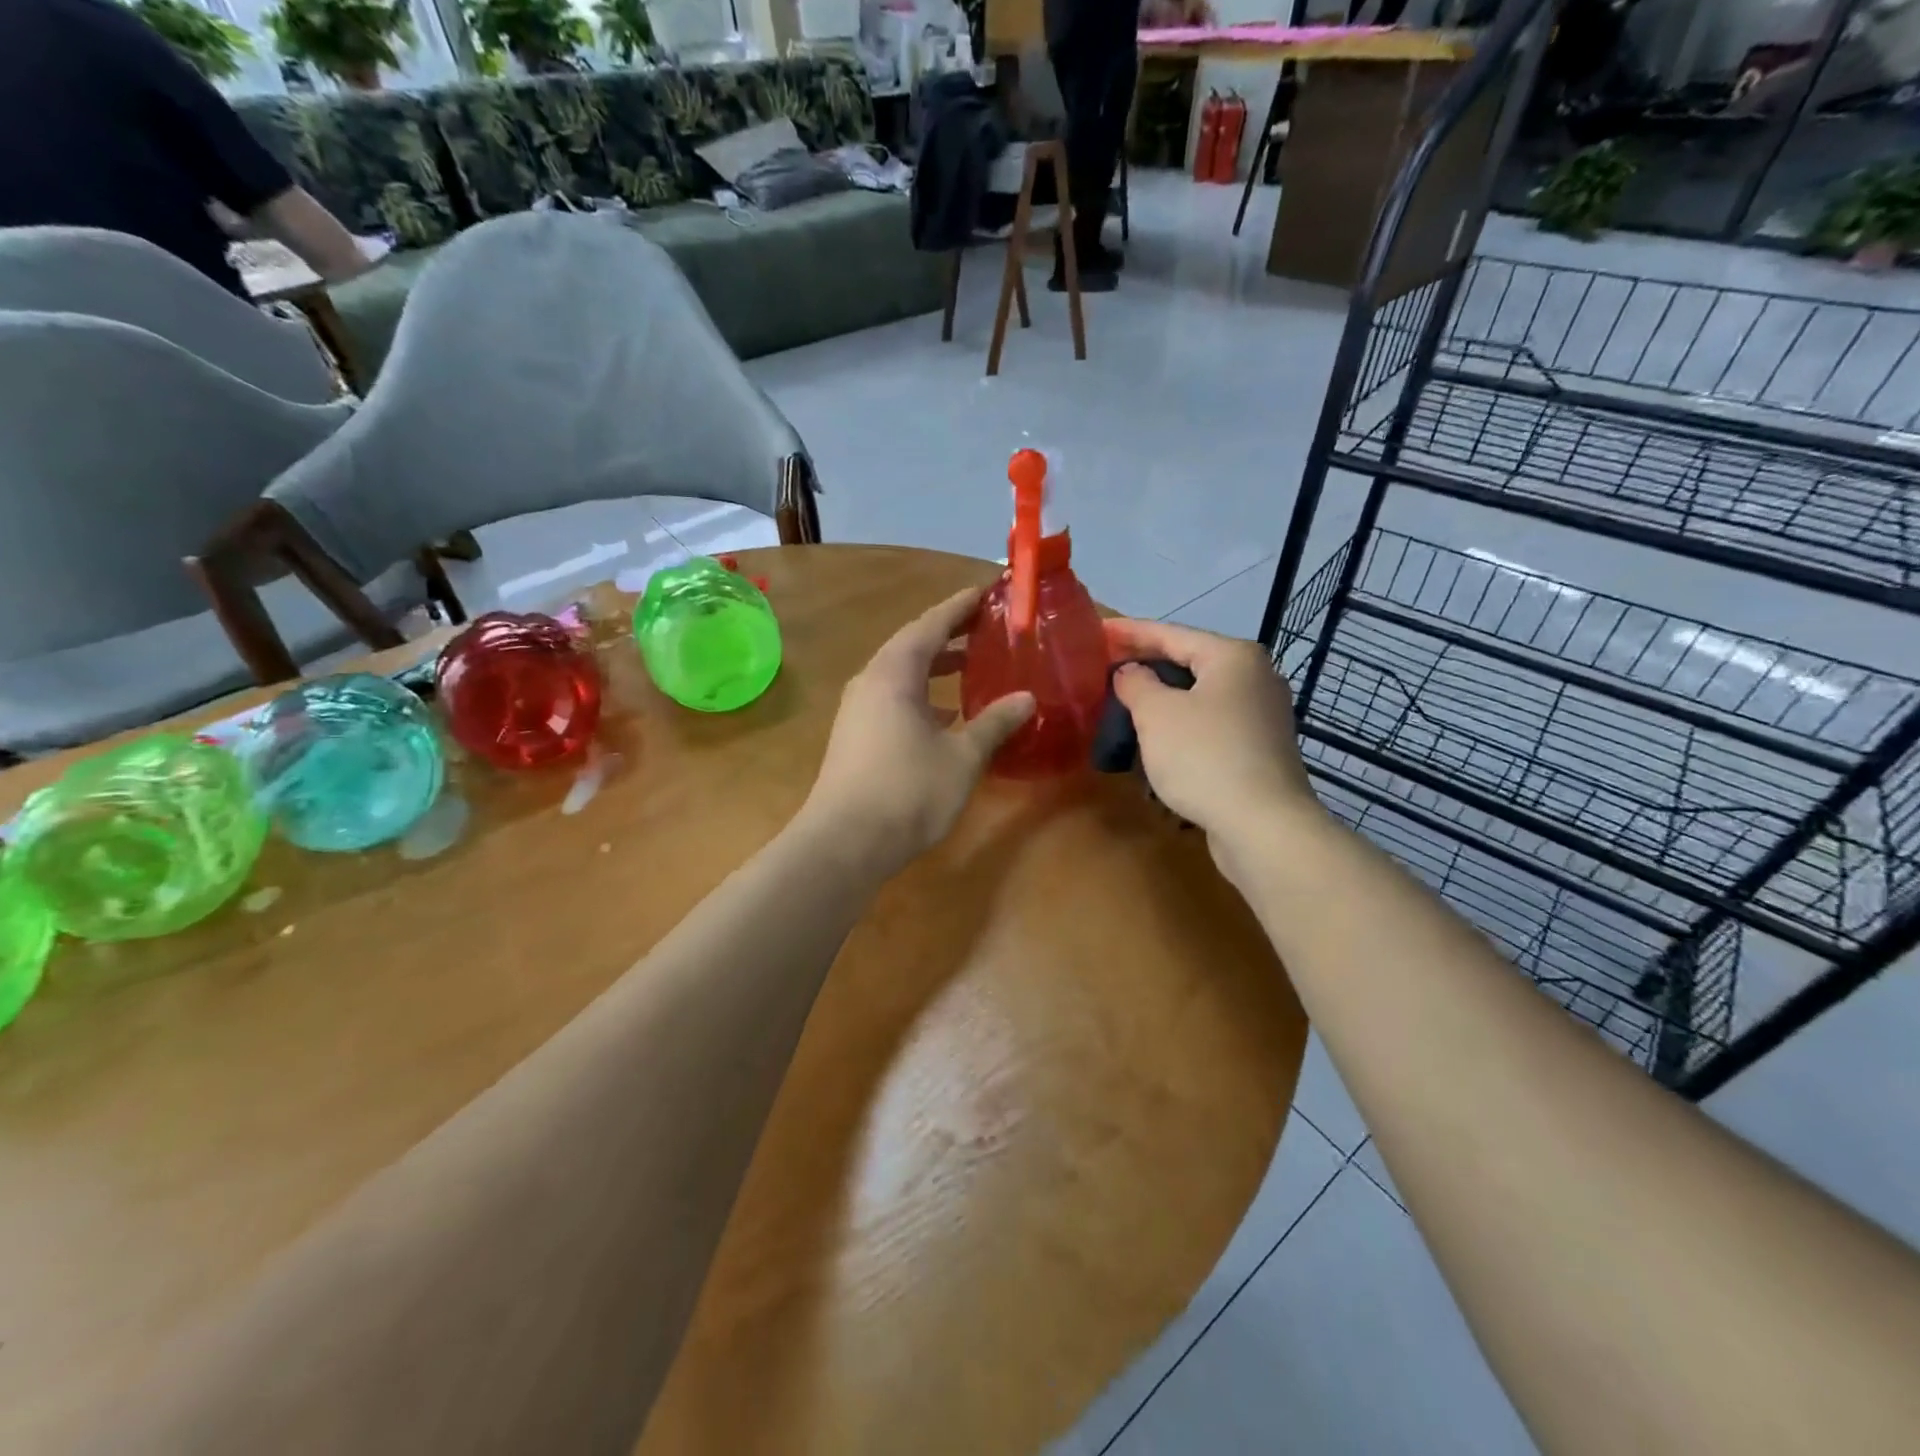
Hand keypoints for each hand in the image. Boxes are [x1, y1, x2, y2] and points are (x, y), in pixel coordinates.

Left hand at [802, 587, 1034, 874]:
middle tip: (987, 628)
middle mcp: (871, 682)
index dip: (961, 607)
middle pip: (913, 645)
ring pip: (902, 675)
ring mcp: (859, 710)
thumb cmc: (907, 791)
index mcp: (894, 673)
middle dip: (950, 634)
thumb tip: (1027, 699)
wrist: (845, 843)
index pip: (931, 624)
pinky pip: (894, 699)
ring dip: (936, 667)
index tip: (987, 592)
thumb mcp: (962, 757)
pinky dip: (923, 695)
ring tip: (973, 667)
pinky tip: (947, 715)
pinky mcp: (856, 736)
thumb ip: (994, 723)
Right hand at [1103, 618, 1319, 865]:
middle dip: (1147, 664)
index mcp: (1233, 657)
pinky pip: (1211, 724)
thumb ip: (1136, 684)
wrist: (1263, 826)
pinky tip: (1159, 739)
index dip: (1130, 632)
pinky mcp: (1260, 749)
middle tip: (1107, 666)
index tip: (1098, 630)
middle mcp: (1256, 677)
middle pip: (1190, 662)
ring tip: (1126, 702)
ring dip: (1163, 698)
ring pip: (1200, 696)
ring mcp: (1263, 715)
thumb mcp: (1156, 714)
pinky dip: (1182, 725)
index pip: (1171, 633)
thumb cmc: (1205, 757)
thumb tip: (1130, 673)